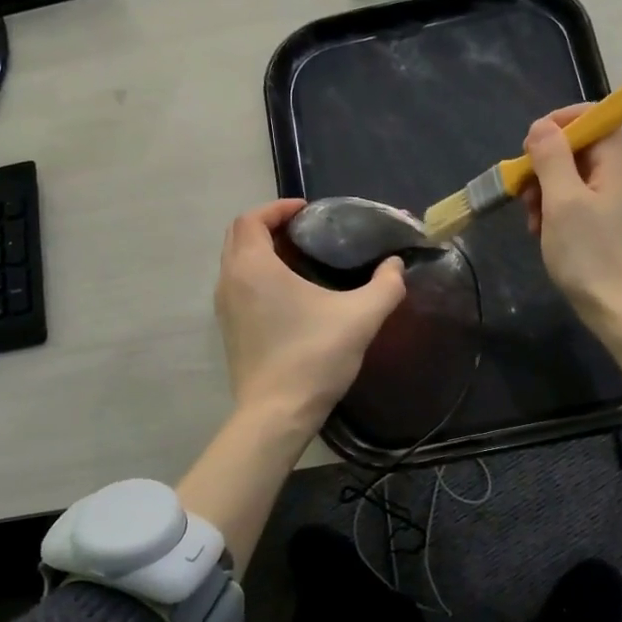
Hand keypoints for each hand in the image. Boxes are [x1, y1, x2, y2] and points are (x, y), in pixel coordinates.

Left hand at [213, 199, 406, 435]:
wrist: (277, 413)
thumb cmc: (314, 356)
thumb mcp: (361, 317)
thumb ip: (386, 286)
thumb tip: (396, 266)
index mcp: (254, 267)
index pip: (252, 219)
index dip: (278, 208)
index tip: (308, 211)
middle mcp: (230, 281)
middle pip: (239, 237)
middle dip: (269, 226)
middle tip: (306, 232)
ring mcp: (225, 308)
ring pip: (236, 263)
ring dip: (262, 252)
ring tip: (300, 259)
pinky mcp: (230, 331)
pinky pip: (239, 287)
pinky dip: (258, 277)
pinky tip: (291, 295)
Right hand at [521, 105, 621, 336]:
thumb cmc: (592, 256)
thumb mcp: (562, 202)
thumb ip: (551, 158)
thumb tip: (542, 126)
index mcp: (620, 162)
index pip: (593, 118)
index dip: (558, 125)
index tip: (528, 149)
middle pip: (582, 150)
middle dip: (546, 166)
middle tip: (525, 196)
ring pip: (578, 179)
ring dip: (548, 193)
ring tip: (533, 223)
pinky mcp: (618, 227)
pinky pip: (584, 204)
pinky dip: (561, 213)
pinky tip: (546, 236)